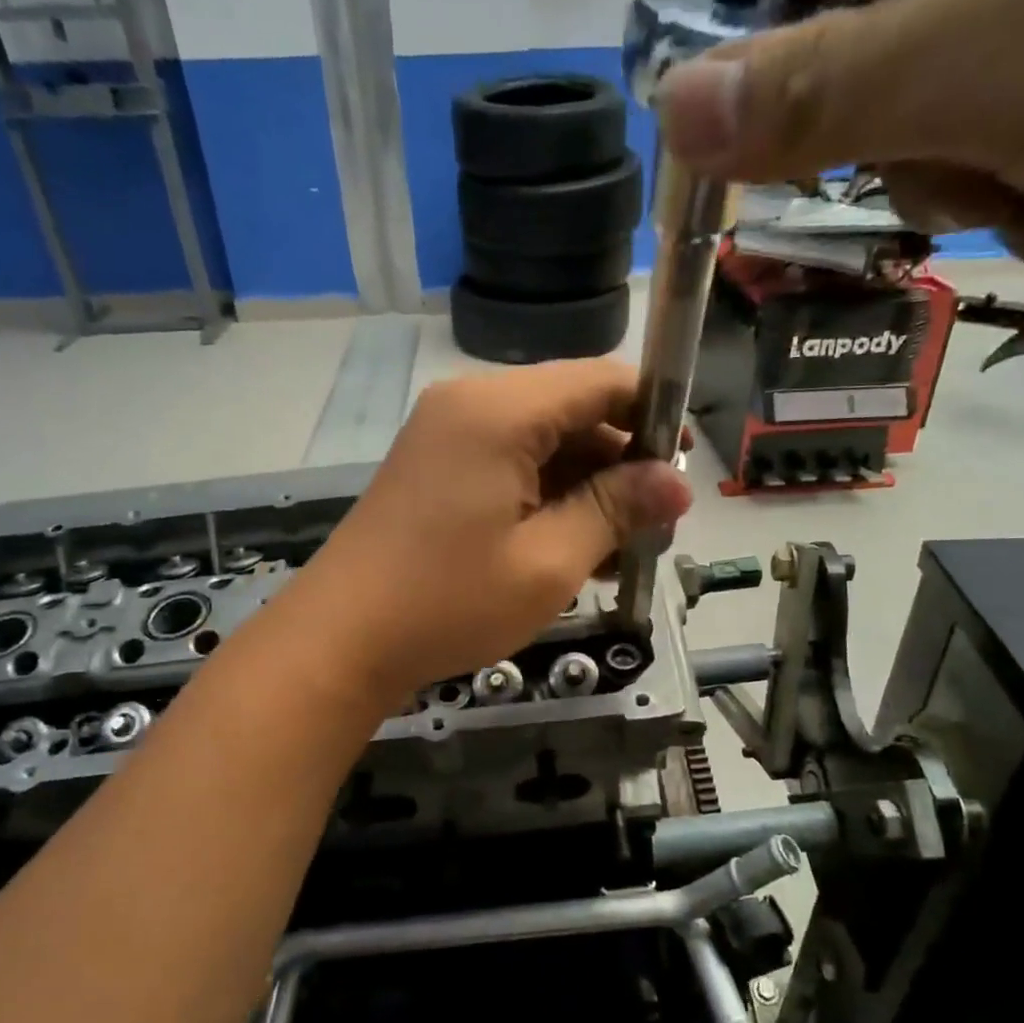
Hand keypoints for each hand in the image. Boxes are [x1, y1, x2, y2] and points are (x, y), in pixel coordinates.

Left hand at [290, 362, 691, 703]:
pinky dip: (545, 497)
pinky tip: (572, 548)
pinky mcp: (435, 468)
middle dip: (620, 462)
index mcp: (500, 410)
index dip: (652, 413)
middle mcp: (471, 404)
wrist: (341, 641)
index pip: (600, 380)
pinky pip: (508, 465)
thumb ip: (616, 509)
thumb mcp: (549, 561)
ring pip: (542, 442)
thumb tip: (677, 483)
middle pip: (571, 410)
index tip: (682, 468)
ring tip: (619, 550)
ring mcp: (446, 434)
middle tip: (654, 526)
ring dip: (585, 487)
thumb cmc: (449, 602)